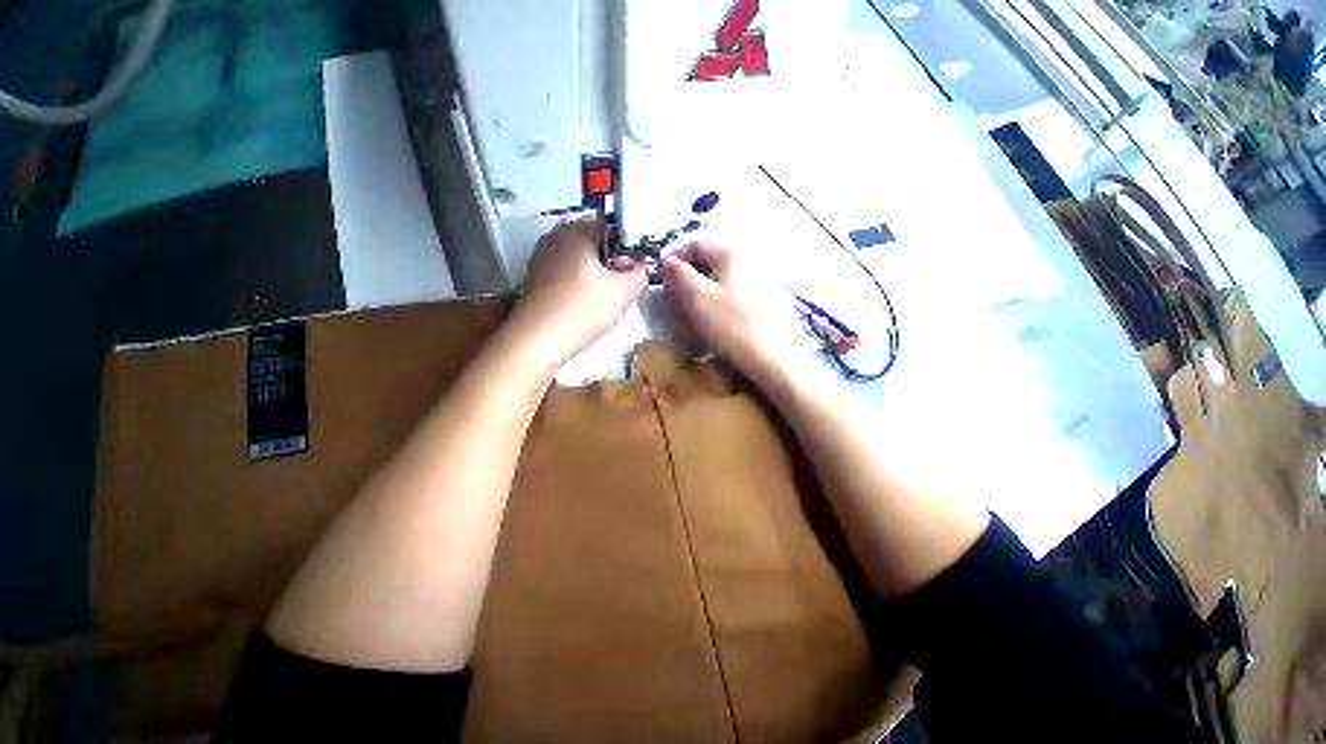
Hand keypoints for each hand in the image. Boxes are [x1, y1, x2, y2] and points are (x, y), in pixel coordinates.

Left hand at [509, 219, 646, 366]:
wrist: (537, 341)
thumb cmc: (584, 309)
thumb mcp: (624, 291)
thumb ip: (640, 272)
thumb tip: (639, 265)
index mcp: (576, 230)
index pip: (613, 228)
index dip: (630, 249)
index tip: (637, 271)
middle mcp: (555, 237)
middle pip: (595, 245)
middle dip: (613, 264)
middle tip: (624, 288)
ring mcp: (541, 258)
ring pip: (581, 262)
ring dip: (597, 277)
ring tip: (605, 301)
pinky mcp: (534, 280)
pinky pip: (566, 276)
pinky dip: (580, 287)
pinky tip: (585, 307)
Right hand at [661, 240, 804, 385]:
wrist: (776, 361)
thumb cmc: (732, 326)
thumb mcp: (697, 298)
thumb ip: (677, 274)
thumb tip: (666, 259)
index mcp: (733, 252)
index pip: (696, 243)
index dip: (675, 259)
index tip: (663, 282)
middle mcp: (752, 259)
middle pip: (711, 260)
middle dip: (689, 276)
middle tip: (677, 300)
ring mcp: (765, 280)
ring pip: (724, 278)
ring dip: (705, 290)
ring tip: (696, 313)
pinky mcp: (771, 301)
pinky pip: (738, 293)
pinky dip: (722, 301)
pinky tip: (720, 321)